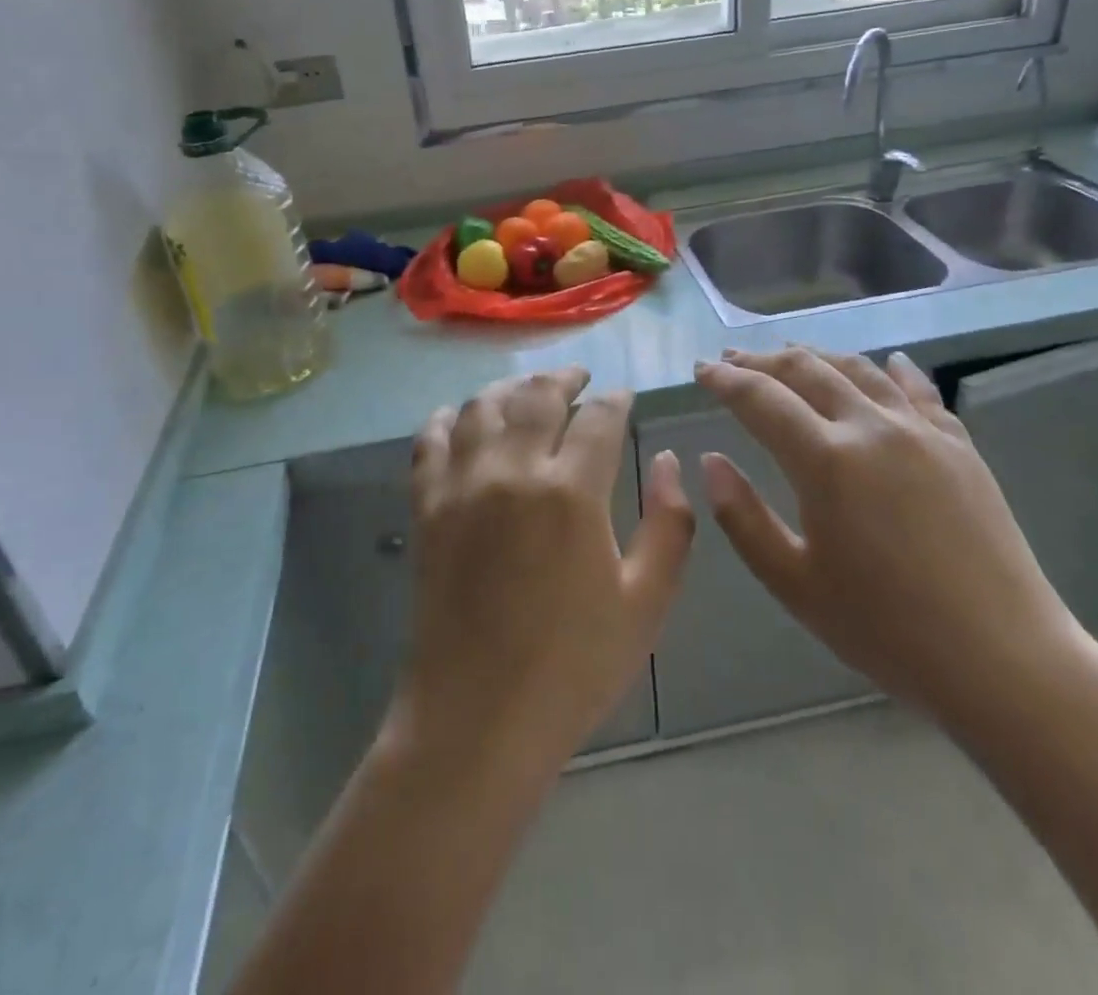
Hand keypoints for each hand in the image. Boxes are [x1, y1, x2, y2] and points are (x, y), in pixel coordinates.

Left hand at [391, 368, 694, 770]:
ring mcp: (462, 485)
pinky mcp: (426, 506)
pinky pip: (432, 440)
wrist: (477, 719)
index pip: (599, 417)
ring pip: (483, 406)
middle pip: (538, 395)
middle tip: (579, 378)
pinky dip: (451, 417)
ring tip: (529, 392)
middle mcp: (512, 471)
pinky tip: (465, 417)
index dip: (616, 400)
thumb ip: (670, 524)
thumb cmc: (573, 667)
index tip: (623, 397)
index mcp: (572, 492)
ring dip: (511, 389)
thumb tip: (668, 462)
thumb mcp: (646, 602)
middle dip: (565, 378)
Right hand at [692, 346, 1090, 721]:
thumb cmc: (886, 630)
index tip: (699, 371)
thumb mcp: (794, 584)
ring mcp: (922, 431)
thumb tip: (710, 462)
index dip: (724, 381)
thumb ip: (742, 518)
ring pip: (859, 370)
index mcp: (826, 460)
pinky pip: (919, 390)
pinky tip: (887, 361)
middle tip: (731, 360)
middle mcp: (871, 427)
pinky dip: (892, 369)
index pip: (760, 399)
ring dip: (816, 356)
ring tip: (789, 354)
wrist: (1003, 660)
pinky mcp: (960, 446)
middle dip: (761, 360)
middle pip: (806, 370)